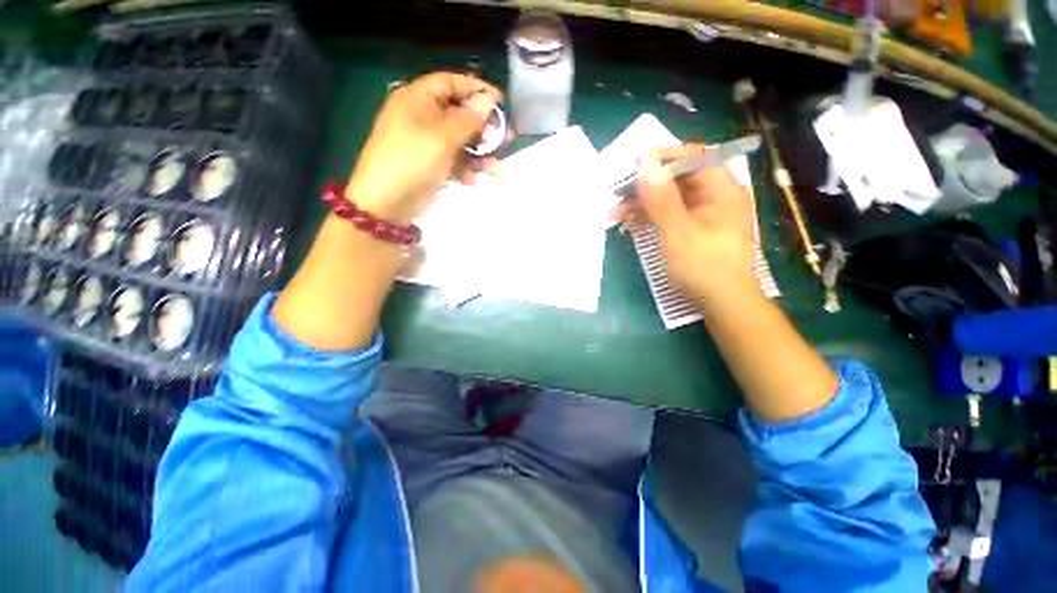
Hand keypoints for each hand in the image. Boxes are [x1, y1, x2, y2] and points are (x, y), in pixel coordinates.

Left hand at [346, 72, 500, 222]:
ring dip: (480, 154)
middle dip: (483, 128)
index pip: (451, 82)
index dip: (477, 89)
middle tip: (505, 138)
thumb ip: (468, 119)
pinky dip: (466, 169)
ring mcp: (427, 142)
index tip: (501, 102)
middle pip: (459, 113)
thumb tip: (488, 100)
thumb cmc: (413, 161)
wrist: (388, 202)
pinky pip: (455, 160)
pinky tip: (473, 180)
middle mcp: (422, 116)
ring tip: (495, 169)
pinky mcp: (432, 164)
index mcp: (418, 99)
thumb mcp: (442, 137)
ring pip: (461, 141)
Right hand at [629, 144, 758, 308]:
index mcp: (721, 189)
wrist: (720, 301)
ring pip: (669, 196)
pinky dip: (648, 215)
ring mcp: (702, 212)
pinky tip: (629, 222)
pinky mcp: (691, 226)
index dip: (664, 156)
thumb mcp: (678, 232)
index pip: (694, 157)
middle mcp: (714, 195)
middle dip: (646, 184)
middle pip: (678, 177)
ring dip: (642, 202)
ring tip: (616, 213)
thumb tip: (645, 165)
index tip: (635, 163)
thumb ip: (661, 199)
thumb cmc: (703, 266)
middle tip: (618, 192)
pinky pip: (668, 213)